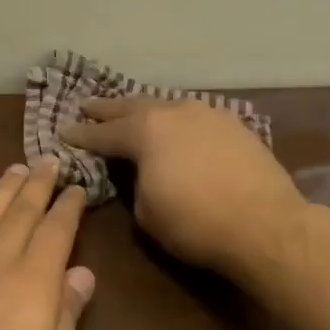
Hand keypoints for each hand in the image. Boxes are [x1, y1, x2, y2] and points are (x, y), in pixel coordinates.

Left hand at [0, 160, 94, 329]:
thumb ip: (68, 316)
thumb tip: (83, 273)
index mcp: (34, 282)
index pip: (56, 232)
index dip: (68, 207)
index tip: (77, 187)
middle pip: (20, 213)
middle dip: (37, 186)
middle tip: (48, 161)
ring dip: (1, 190)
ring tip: (14, 170)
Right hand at [61, 98, 306, 276]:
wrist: (265, 224)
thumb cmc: (196, 223)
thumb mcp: (146, 211)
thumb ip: (134, 184)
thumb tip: (140, 174)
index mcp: (145, 131)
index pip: (103, 133)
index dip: (81, 135)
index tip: (64, 132)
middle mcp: (174, 111)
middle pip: (132, 106)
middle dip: (107, 109)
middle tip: (88, 106)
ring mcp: (208, 114)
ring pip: (166, 105)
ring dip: (144, 109)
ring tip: (131, 111)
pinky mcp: (234, 125)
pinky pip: (193, 116)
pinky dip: (176, 120)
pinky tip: (175, 125)